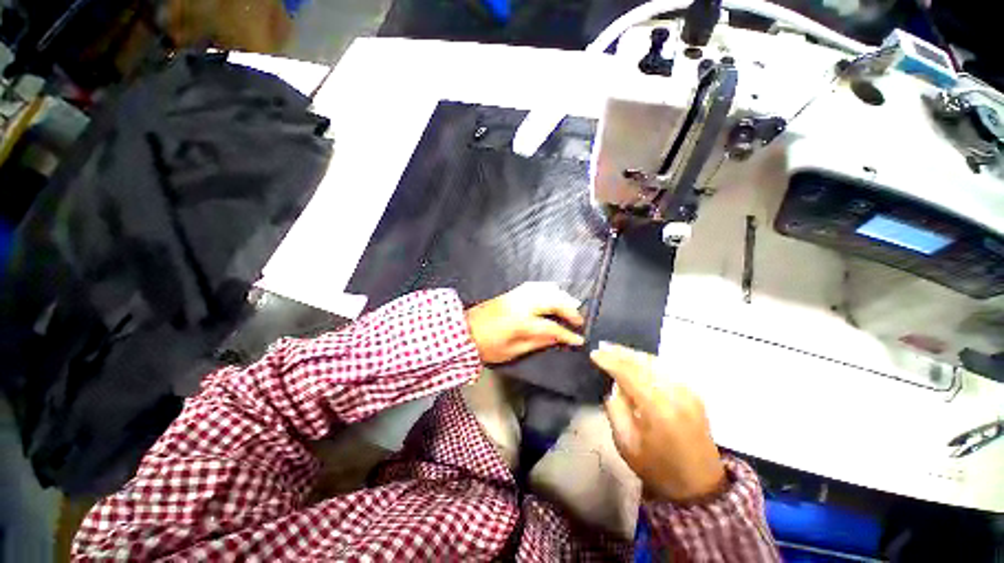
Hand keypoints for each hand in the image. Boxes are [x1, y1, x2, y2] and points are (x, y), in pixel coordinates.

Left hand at [465, 282, 584, 363]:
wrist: (464, 331)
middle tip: (578, 320)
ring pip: (545, 289)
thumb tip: (557, 338)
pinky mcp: (511, 292)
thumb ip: (536, 342)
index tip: (579, 339)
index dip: (567, 334)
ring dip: (561, 296)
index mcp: (521, 322)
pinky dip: (548, 289)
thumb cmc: (487, 347)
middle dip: (569, 309)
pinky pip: (535, 286)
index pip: (551, 327)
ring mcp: (516, 295)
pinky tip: (553, 294)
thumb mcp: (512, 351)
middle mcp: (521, 304)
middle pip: (552, 301)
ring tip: (571, 305)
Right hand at [591, 342, 726, 503]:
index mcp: (658, 409)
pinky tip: (636, 360)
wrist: (699, 486)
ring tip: (615, 349)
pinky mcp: (694, 393)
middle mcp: (676, 394)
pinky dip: (648, 361)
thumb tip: (613, 384)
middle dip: (620, 352)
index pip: (629, 373)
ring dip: (633, 354)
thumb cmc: (657, 468)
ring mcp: (688, 391)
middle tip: (602, 346)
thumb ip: (615, 408)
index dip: (609, 361)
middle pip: (643, 363)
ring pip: (656, 362)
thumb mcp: (625, 443)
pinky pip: (666, 368)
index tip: (594, 354)